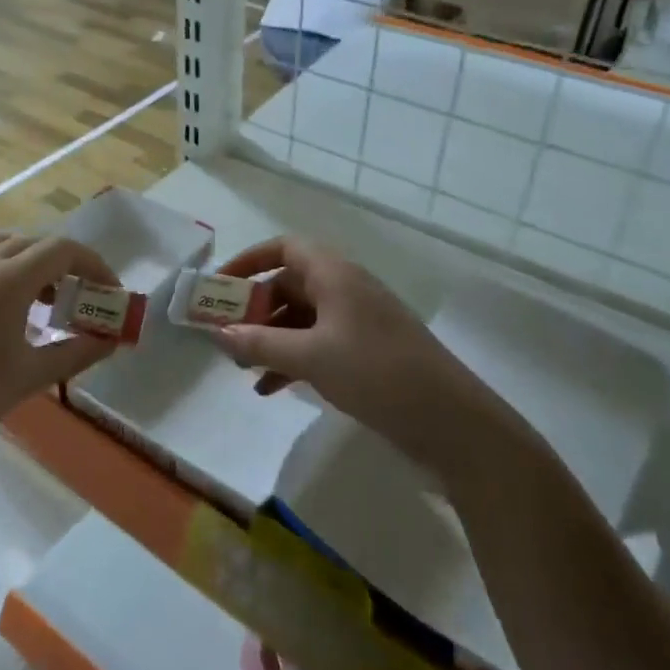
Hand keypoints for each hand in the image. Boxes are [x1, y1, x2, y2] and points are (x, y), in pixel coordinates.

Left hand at [0, 231, 122, 457]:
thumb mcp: (30, 376)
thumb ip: (77, 353)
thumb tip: (111, 341)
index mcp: (7, 279)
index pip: (63, 250)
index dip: (94, 265)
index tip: (110, 293)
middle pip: (36, 243)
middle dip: (67, 265)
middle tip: (83, 299)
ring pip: (5, 246)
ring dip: (34, 263)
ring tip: (46, 301)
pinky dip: (7, 271)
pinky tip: (7, 313)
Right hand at [211, 236, 469, 439]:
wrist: (451, 421)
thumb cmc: (376, 372)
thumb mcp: (311, 356)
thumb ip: (260, 343)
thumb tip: (218, 333)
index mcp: (335, 275)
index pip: (285, 248)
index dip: (250, 260)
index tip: (220, 284)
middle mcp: (345, 290)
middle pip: (289, 285)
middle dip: (254, 309)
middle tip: (224, 334)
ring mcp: (357, 322)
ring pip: (301, 320)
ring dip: (270, 339)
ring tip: (241, 367)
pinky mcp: (366, 353)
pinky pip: (317, 346)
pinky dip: (292, 361)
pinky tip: (269, 389)